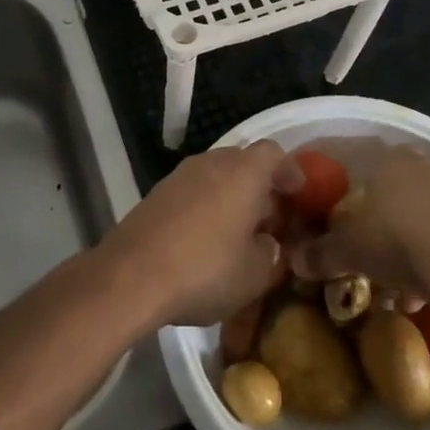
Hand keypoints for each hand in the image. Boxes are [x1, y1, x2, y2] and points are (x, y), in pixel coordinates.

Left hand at [100, 142, 302, 328]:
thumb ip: (270, 253)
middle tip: (270, 218)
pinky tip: (204, 241)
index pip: (274, 153)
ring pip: (215, 176)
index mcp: (244, 172)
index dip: (289, 171)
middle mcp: (212, 162)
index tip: (298, 193)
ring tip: (238, 233)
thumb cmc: (205, 269)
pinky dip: (205, 207)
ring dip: (230, 197)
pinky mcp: (155, 194)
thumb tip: (266, 243)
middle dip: (259, 187)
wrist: (130, 276)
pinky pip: (192, 192)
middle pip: (243, 162)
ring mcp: (179, 176)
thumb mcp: (255, 274)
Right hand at [290, 148, 429, 297]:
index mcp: (393, 163)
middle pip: (411, 190)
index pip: (373, 169)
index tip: (360, 228)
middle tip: (388, 256)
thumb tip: (294, 258)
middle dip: (400, 220)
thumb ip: (321, 253)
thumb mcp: (349, 252)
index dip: (365, 199)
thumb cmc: (399, 244)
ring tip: (419, 281)